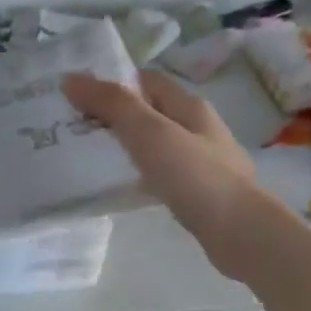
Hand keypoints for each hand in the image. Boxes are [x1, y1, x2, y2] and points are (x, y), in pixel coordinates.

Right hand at [63, 69, 268, 279]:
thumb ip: (112, 104)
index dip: (111, 81)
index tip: (75, 95)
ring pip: (153, 141)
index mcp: (189, 105)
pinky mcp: (196, 190)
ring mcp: (200, 160)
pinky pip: (158, 170)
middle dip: (113, 114)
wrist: (240, 232)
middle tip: (72, 126)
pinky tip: (119, 185)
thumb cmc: (194, 176)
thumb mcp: (149, 132)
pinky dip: (136, 171)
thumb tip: (70, 78)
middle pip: (149, 110)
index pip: (145, 80)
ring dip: (123, 143)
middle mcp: (197, 127)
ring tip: (88, 155)